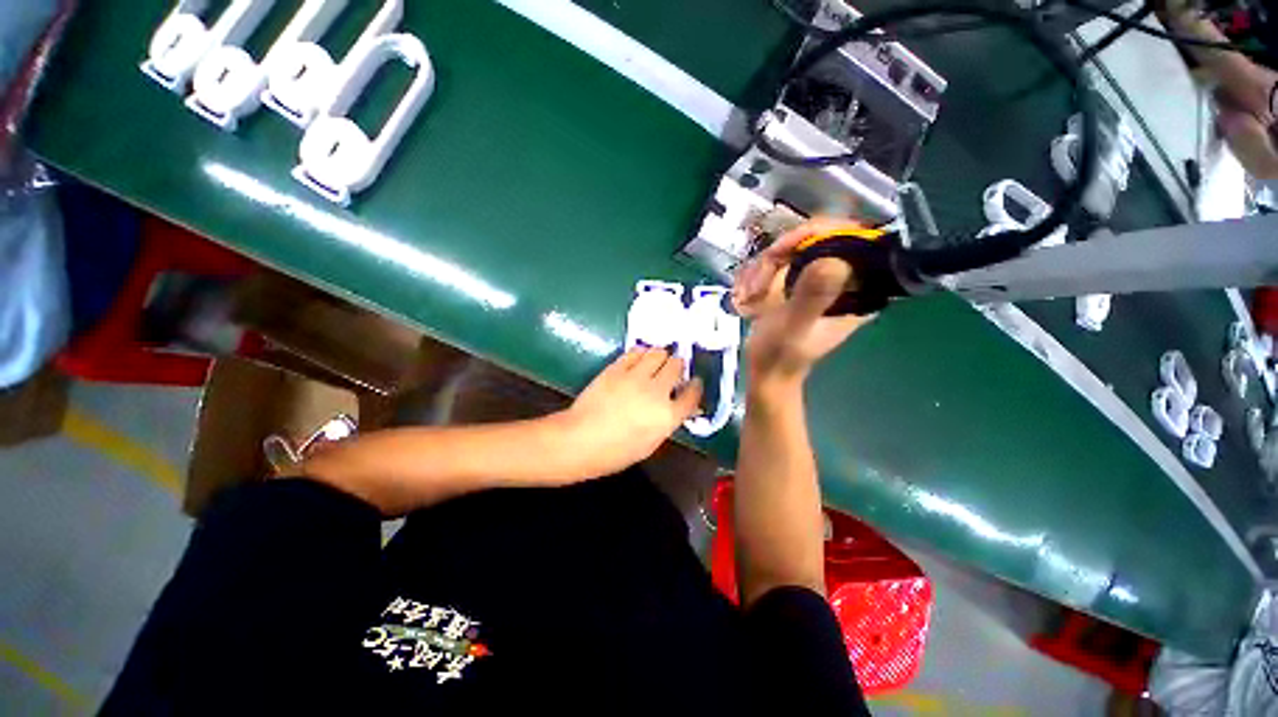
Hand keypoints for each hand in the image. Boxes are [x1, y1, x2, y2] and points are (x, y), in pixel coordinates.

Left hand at [560, 347, 703, 475]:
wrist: (580, 440)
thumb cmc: (616, 452)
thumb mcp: (650, 444)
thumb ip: (667, 422)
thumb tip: (678, 407)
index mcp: (667, 416)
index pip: (692, 394)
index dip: (695, 386)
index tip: (693, 383)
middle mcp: (656, 392)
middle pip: (677, 366)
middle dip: (678, 366)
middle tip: (673, 370)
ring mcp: (636, 377)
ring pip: (658, 353)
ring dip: (661, 356)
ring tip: (657, 362)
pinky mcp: (617, 368)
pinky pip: (636, 352)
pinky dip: (642, 353)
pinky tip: (639, 359)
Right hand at [733, 219, 873, 387]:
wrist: (767, 371)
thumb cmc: (781, 354)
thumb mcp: (795, 327)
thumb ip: (812, 297)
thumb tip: (833, 260)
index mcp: (859, 289)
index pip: (853, 237)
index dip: (817, 232)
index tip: (780, 250)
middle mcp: (844, 278)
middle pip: (818, 237)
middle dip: (779, 255)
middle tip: (758, 282)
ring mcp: (819, 279)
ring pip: (794, 247)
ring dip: (764, 268)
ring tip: (750, 294)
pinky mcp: (800, 282)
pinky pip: (780, 260)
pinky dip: (759, 273)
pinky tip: (748, 293)